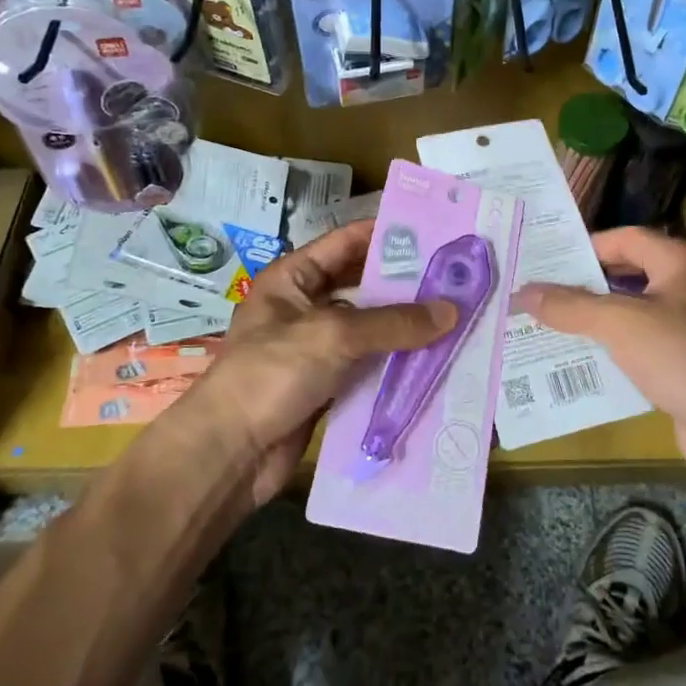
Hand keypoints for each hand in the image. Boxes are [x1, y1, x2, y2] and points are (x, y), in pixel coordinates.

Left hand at [190, 220, 455, 506]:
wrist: (229, 453)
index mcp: (292, 279)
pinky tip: (434, 361)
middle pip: (361, 287)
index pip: (345, 243)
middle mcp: (304, 308)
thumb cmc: (272, 373)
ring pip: (368, 330)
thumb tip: (452, 310)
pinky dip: (395, 365)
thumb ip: (393, 322)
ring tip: (456, 317)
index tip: (432, 232)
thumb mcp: (334, 335)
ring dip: (405, 329)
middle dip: (404, 285)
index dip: (385, 235)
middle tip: (455, 279)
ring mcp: (315, 350)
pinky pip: (368, 367)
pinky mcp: (326, 387)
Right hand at [516, 227, 685, 479]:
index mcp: (680, 261)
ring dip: (595, 320)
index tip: (546, 261)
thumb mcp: (618, 323)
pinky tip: (581, 361)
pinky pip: (642, 346)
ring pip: (633, 313)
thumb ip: (569, 305)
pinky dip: (613, 350)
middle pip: (628, 274)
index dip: (585, 246)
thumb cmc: (680, 355)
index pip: (625, 238)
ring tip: (549, 326)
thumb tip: (521, 291)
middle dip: (585, 286)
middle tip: (540, 293)